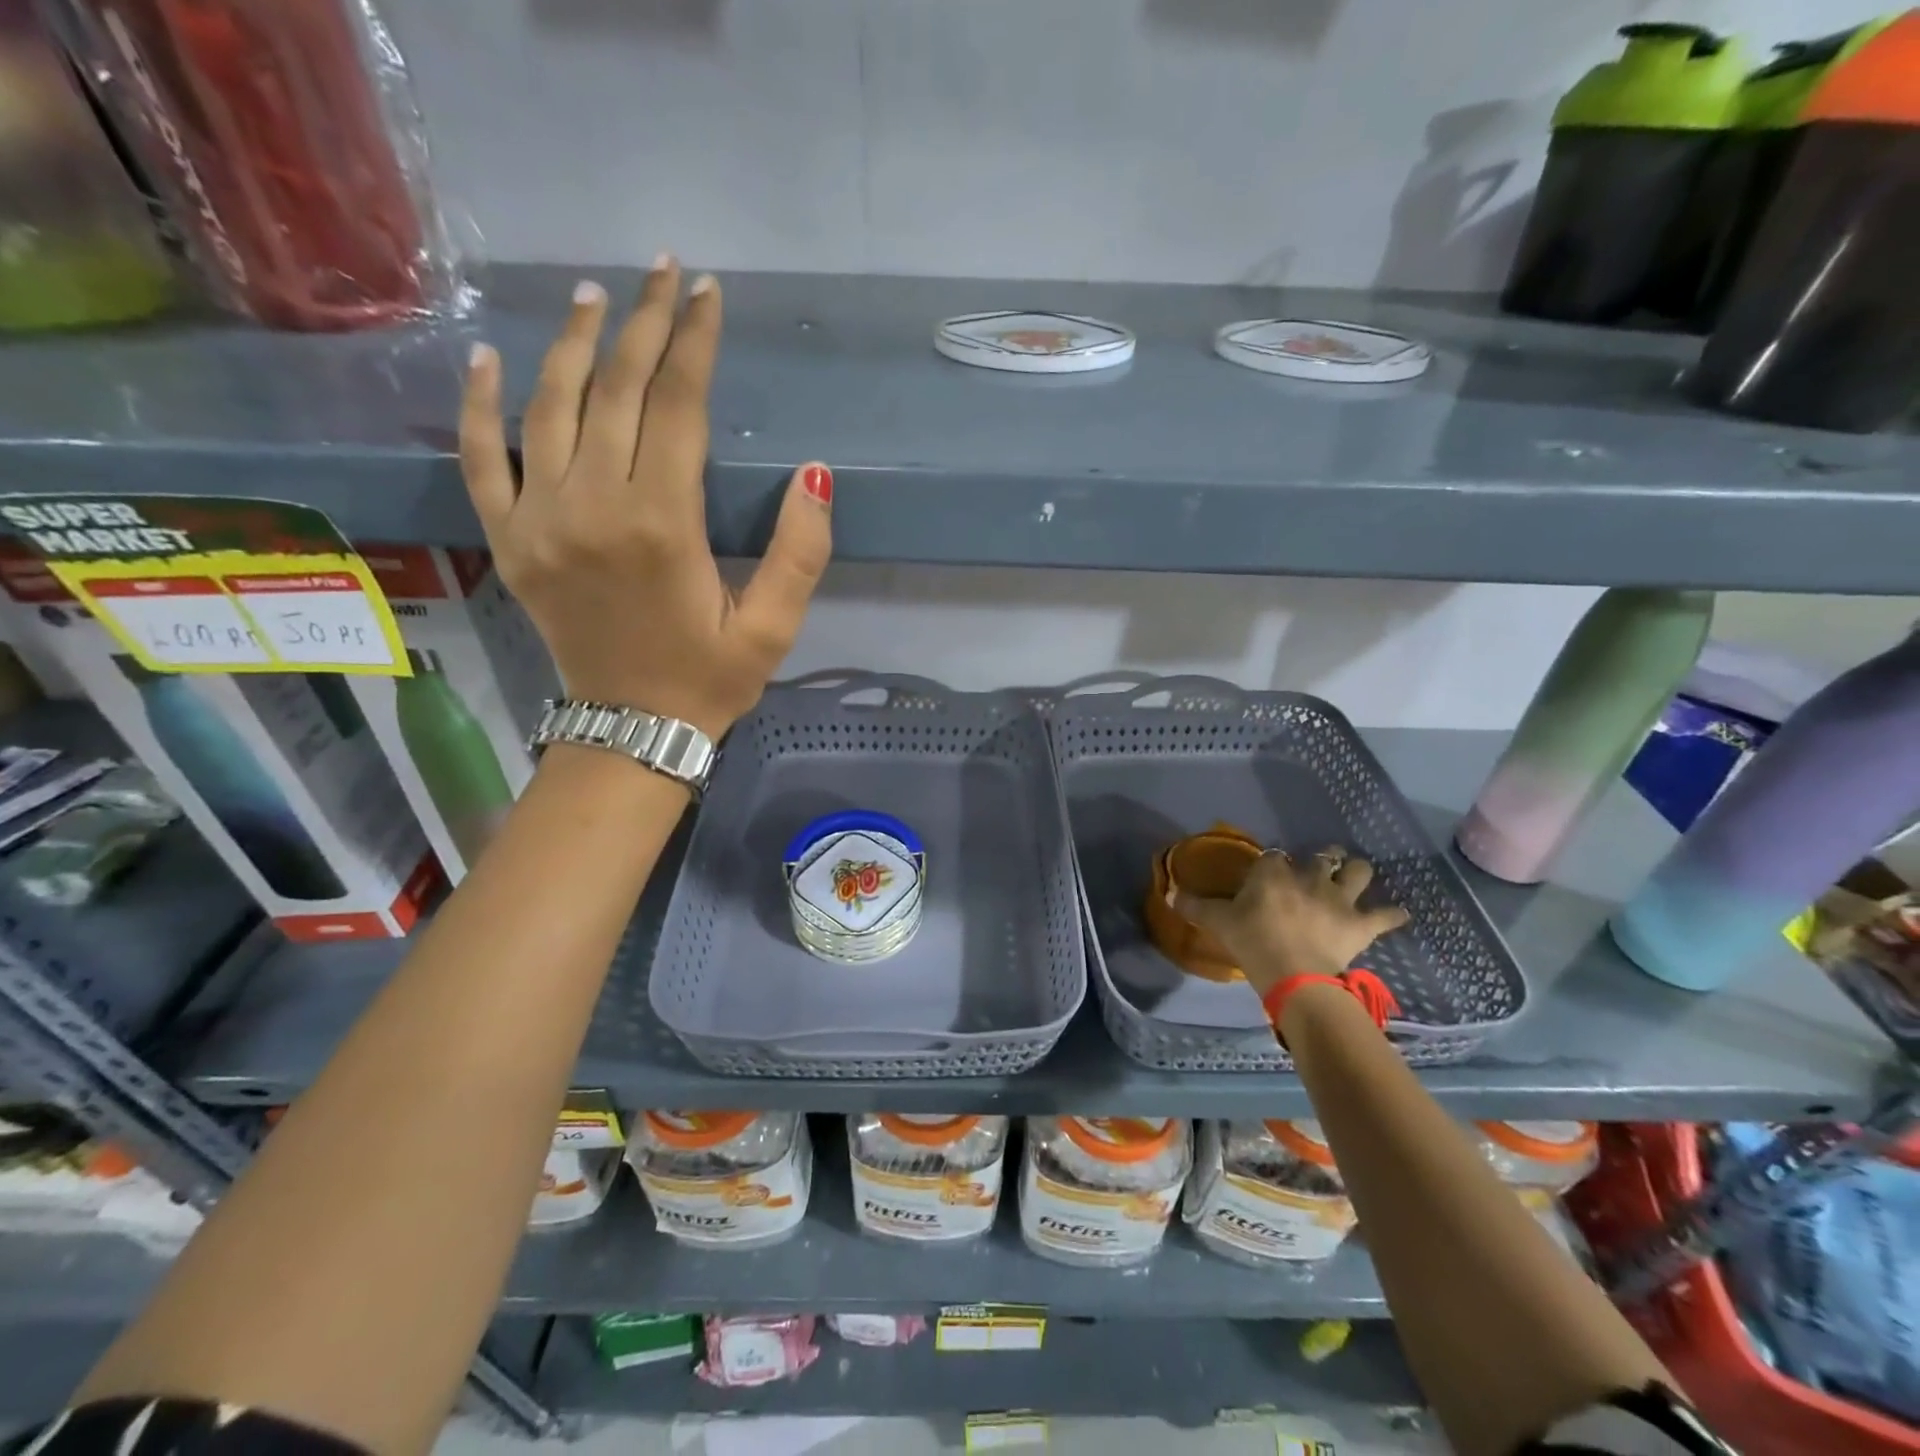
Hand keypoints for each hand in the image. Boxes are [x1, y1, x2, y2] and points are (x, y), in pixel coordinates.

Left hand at [458, 259, 832, 737]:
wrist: (632, 730)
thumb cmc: (710, 678)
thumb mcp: (773, 627)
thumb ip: (800, 553)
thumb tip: (815, 473)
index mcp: (661, 524)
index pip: (676, 406)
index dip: (694, 342)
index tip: (708, 294)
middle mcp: (592, 507)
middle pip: (616, 392)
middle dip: (644, 325)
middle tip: (663, 274)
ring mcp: (539, 521)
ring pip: (549, 407)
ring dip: (576, 346)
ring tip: (598, 297)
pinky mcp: (509, 540)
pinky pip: (482, 458)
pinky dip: (479, 404)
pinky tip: (487, 357)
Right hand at [1167, 847, 1408, 997]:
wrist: (1294, 973)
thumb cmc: (1252, 942)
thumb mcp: (1217, 923)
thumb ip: (1194, 906)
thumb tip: (1168, 893)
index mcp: (1273, 873)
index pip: (1274, 856)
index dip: (1273, 863)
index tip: (1270, 873)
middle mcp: (1310, 877)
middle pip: (1323, 856)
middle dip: (1324, 858)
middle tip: (1320, 866)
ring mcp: (1339, 898)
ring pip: (1359, 872)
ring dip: (1358, 872)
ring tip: (1355, 877)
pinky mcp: (1361, 923)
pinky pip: (1386, 915)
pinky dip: (1393, 915)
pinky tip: (1399, 914)